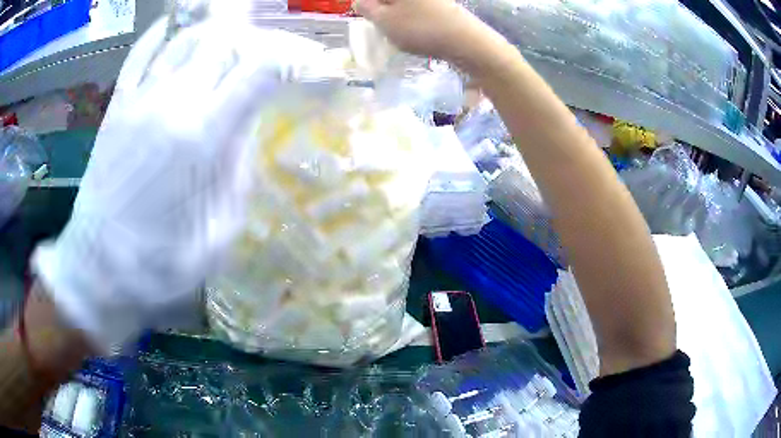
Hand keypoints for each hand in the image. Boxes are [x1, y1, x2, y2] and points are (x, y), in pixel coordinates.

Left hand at [32, 17, 324, 352]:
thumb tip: (246, 127)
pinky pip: (141, 53)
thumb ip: (238, 173)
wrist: (97, 268)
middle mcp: (171, 101)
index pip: (260, 69)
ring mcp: (139, 98)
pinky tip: (176, 26)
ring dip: (220, 32)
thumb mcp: (218, 235)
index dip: (295, 57)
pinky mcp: (116, 105)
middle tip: (276, 55)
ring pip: (188, 38)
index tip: (314, 64)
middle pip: (226, 40)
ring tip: (238, 41)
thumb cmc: (158, 265)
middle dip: (261, 40)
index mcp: (201, 136)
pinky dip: (162, 33)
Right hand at [355, 0, 504, 69]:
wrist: (467, 42)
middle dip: (381, 9)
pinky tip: (413, 32)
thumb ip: (367, 9)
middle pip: (390, 1)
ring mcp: (434, 0)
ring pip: (405, 5)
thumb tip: (359, 2)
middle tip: (379, 25)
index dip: (367, 6)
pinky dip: (411, 18)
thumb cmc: (420, 28)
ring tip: (396, 31)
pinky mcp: (444, 6)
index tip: (365, 16)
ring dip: (395, 14)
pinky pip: (419, 9)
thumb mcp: (385, 20)